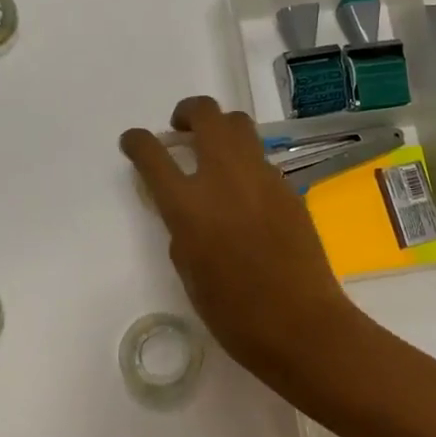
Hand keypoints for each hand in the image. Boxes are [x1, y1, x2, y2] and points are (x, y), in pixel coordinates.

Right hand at [120, 96, 364, 397]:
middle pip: (206, 115)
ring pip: (239, 125)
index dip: (137, 142)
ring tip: (214, 150)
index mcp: (189, 206)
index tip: (134, 141)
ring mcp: (262, 178)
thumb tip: (185, 210)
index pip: (152, 155)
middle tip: (181, 129)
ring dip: (220, 127)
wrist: (301, 324)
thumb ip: (181, 230)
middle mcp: (224, 178)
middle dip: (188, 112)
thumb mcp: (189, 272)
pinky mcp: (288, 188)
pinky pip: (261, 158)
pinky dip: (245, 161)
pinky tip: (245, 190)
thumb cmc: (234, 313)